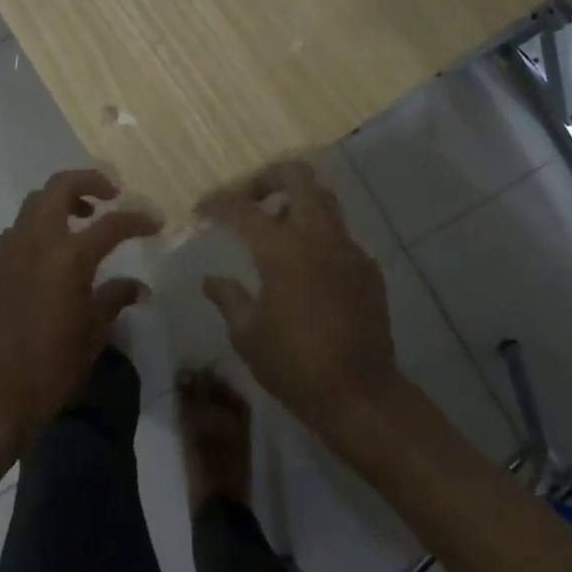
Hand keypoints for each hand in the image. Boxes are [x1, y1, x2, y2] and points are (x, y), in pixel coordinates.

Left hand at [0, 169, 161, 451]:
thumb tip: (138, 287)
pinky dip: (38, 228)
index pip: (112, 223)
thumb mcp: (93, 333)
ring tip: (81, 221)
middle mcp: (36, 241)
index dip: (138, 220)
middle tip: (110, 196)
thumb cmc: (51, 367)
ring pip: (34, 203)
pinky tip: (49, 255)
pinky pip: (17, 231)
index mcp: (69, 256)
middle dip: (90, 181)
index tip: (155, 222)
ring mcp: (8, 250)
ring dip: (60, 202)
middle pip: (61, 186)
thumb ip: (115, 299)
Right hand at [198, 160, 402, 433]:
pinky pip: (340, 234)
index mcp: (282, 249)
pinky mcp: (368, 267)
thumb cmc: (293, 365)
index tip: (202, 209)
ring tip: (277, 229)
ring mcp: (348, 248)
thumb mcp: (247, 334)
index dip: (218, 202)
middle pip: (298, 176)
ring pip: (324, 199)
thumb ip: (227, 297)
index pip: (243, 207)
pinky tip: (307, 268)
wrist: (360, 396)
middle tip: (250, 201)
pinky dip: (319, 235)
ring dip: (297, 202)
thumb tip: (212, 279)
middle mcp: (318, 236)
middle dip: (268, 178)